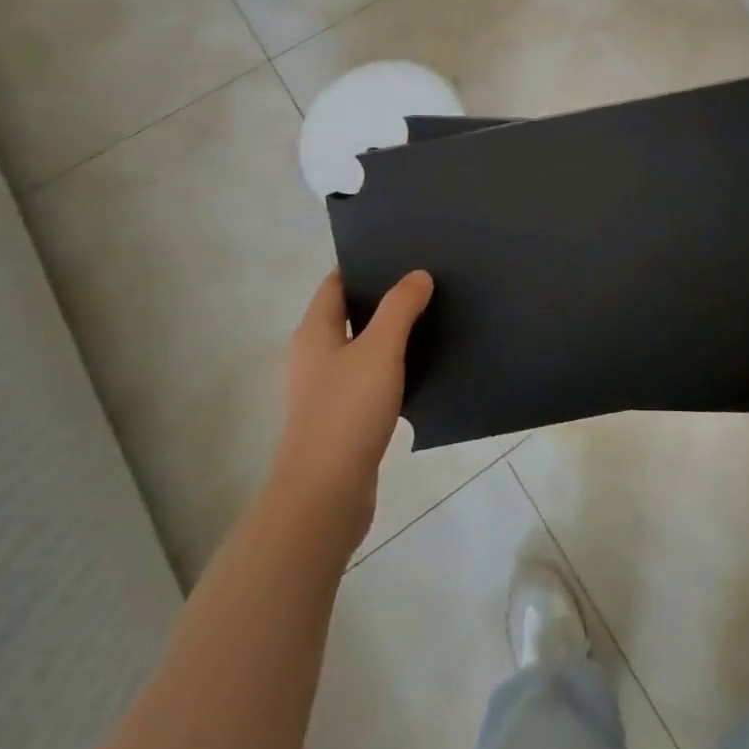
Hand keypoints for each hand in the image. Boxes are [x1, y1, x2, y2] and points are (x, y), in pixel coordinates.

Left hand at [272, 269, 433, 550]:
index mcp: (315, 332)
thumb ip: (400, 308)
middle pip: (351, 313)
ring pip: (363, 348)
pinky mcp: (344, 418)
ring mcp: (328, 389)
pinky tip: (424, 367)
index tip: (402, 253)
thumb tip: (418, 275)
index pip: (337, 283)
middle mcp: (316, 356)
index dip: (365, 265)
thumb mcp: (380, 350)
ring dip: (392, 334)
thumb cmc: (347, 412)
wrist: (325, 495)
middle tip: (427, 282)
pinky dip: (394, 368)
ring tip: (433, 317)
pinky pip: (371, 379)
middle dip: (385, 298)